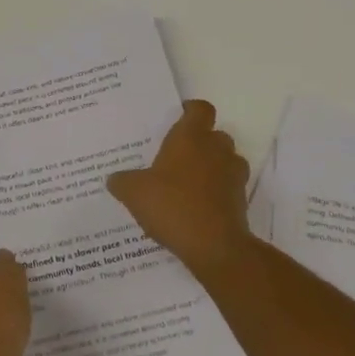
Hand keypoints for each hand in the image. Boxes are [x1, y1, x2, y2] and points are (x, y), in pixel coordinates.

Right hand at [106, 100, 251, 274]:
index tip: (178, 117)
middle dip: (200, 143)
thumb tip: (114, 179)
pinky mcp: (241, 201)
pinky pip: (228, 188)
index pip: (200, 109)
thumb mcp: (134, 192)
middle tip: (177, 157)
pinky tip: (196, 208)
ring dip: (212, 168)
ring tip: (188, 184)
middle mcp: (216, 149)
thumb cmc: (172, 206)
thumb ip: (122, 181)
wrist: (214, 246)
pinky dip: (217, 193)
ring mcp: (233, 175)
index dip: (191, 110)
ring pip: (226, 161)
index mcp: (191, 137)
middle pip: (215, 135)